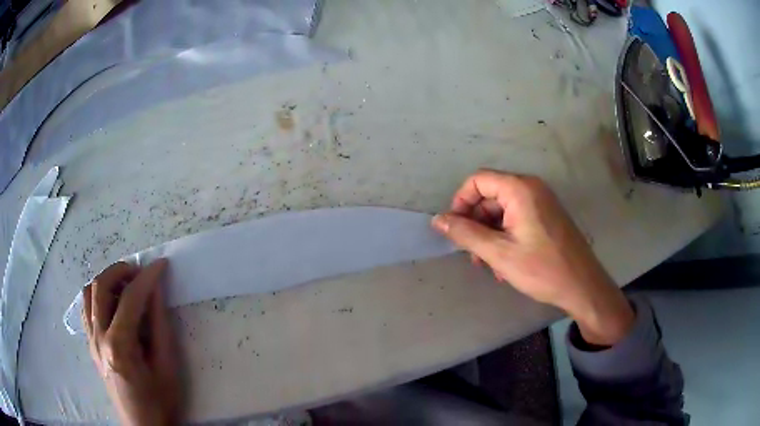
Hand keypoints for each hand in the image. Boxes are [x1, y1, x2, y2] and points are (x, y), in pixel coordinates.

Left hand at [82, 259, 181, 424]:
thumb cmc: (159, 402)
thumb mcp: (167, 367)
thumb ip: (160, 326)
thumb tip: (156, 291)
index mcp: (119, 346)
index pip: (130, 299)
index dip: (147, 278)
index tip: (161, 265)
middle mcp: (98, 337)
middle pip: (100, 286)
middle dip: (121, 271)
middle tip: (140, 273)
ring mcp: (90, 340)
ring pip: (89, 292)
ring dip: (107, 280)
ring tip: (126, 286)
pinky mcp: (90, 344)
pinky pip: (86, 308)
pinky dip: (97, 295)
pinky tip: (112, 304)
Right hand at [432, 170, 633, 345]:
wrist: (582, 286)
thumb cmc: (542, 269)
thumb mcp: (499, 253)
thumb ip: (466, 234)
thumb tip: (438, 220)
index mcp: (520, 189)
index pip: (478, 181)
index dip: (461, 202)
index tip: (454, 230)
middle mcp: (532, 188)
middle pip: (490, 196)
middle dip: (476, 224)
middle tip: (473, 255)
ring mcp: (542, 201)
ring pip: (503, 210)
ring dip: (490, 234)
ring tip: (490, 265)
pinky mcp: (547, 216)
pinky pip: (517, 218)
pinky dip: (506, 236)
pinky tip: (506, 263)